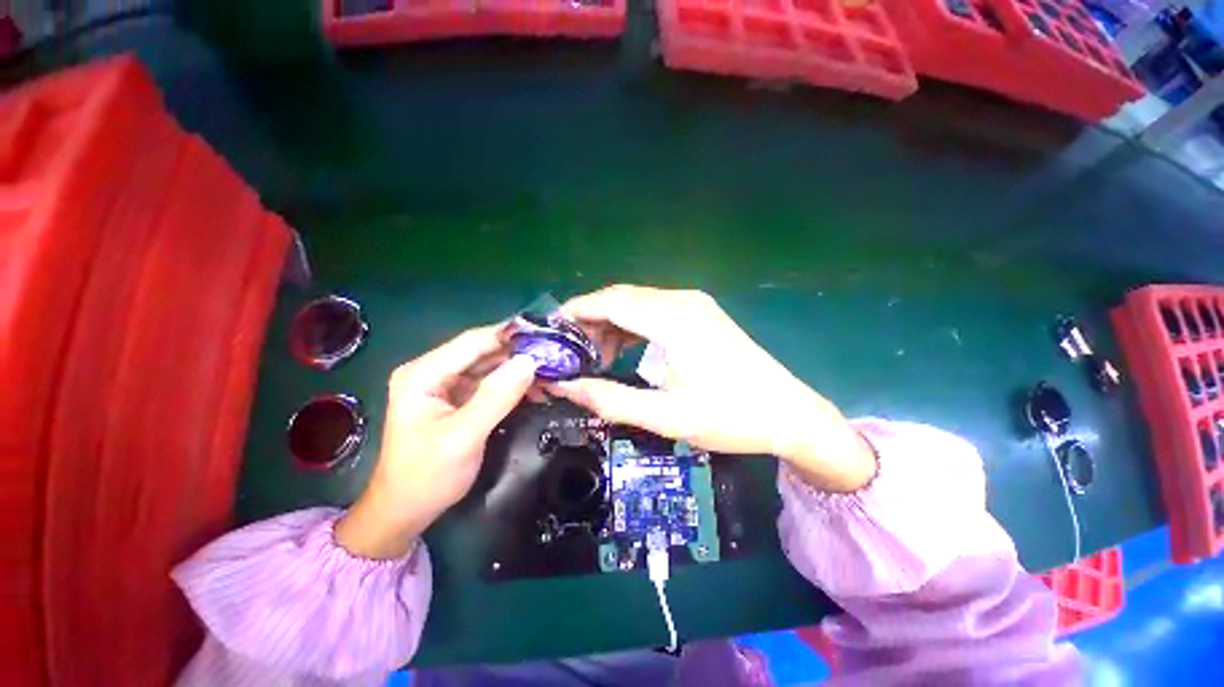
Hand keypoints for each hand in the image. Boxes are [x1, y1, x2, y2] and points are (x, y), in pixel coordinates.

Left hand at [335, 326, 537, 558]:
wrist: (405, 512)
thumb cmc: (426, 476)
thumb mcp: (463, 436)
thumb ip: (496, 396)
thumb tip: (530, 361)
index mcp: (423, 373)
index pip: (472, 342)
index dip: (509, 334)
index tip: (546, 332)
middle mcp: (433, 371)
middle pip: (482, 351)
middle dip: (519, 352)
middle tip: (556, 353)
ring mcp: (446, 385)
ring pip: (490, 366)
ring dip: (519, 368)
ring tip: (552, 370)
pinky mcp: (458, 398)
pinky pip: (491, 383)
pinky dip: (513, 384)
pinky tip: (536, 388)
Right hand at [550, 285, 875, 492]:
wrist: (789, 415)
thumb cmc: (731, 417)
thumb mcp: (665, 416)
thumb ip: (610, 399)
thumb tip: (565, 386)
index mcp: (673, 319)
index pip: (611, 301)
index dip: (576, 311)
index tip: (551, 332)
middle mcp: (682, 301)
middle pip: (621, 298)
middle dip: (590, 320)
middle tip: (570, 352)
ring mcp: (694, 305)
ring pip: (636, 303)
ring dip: (611, 325)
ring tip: (594, 357)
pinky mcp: (701, 314)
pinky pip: (654, 311)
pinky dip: (631, 327)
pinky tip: (624, 351)